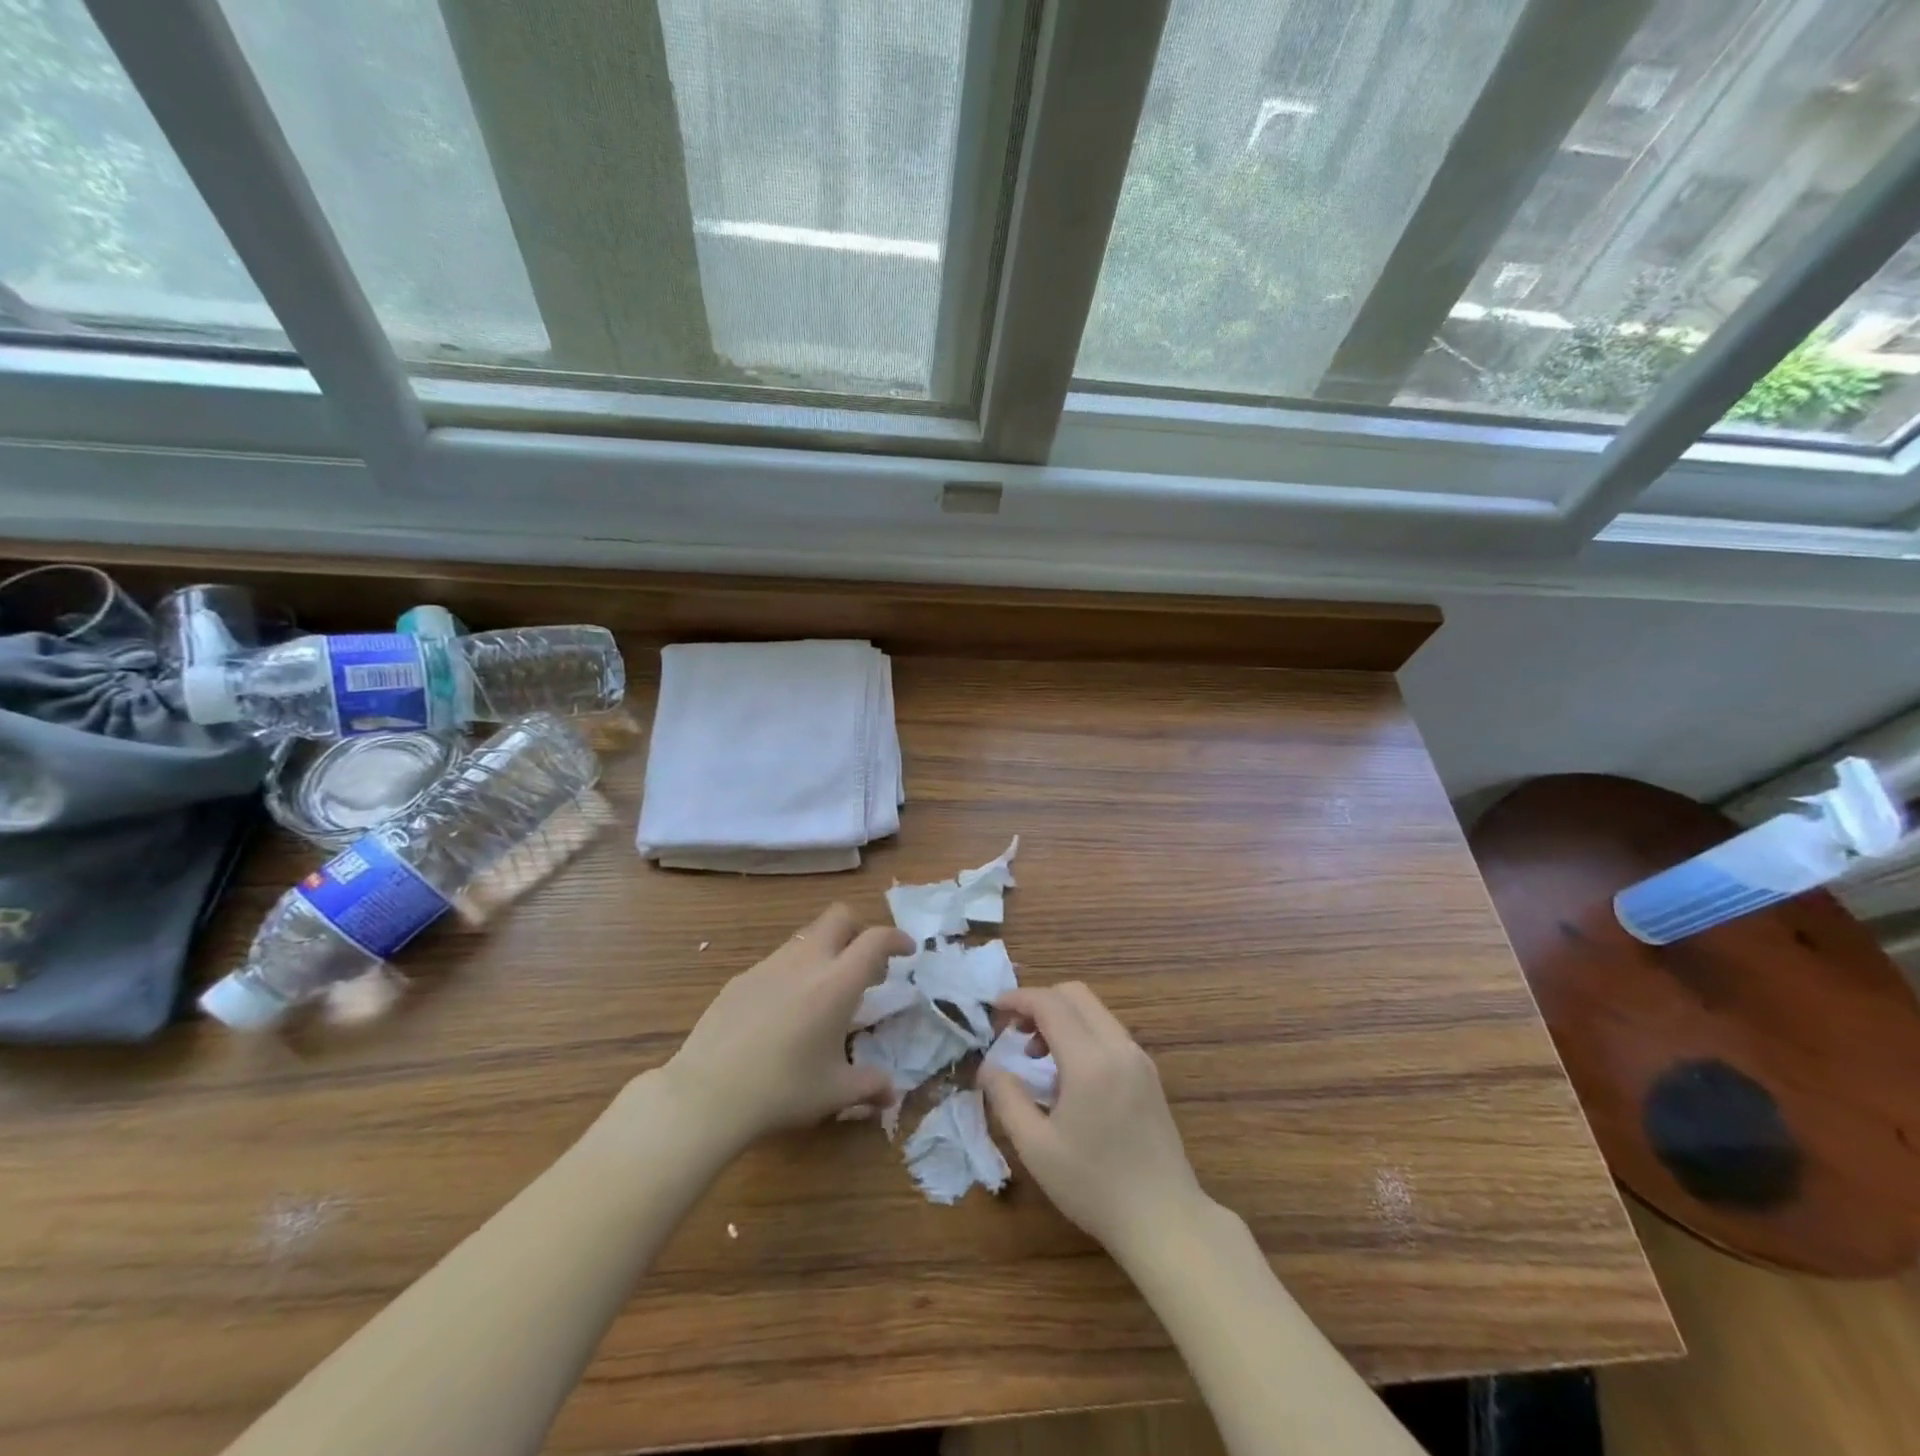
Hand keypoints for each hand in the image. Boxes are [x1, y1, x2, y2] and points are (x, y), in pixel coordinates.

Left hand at [658, 905, 912, 1154]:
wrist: (707, 1094)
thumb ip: (869, 1086)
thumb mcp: (834, 1093)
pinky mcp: (741, 978)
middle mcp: (806, 961)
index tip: (907, 952)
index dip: (896, 938)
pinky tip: (784, 1011)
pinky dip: (794, 971)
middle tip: (865, 964)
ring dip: (825, 950)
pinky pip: (778, 961)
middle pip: (839, 917)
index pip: (875, 939)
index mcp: (837, 983)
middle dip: (859, 929)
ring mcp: (769, 965)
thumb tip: (892, 1093)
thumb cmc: (781, 1090)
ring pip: (807, 936)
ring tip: (825, 990)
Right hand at [981, 982, 1209, 1262]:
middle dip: (1039, 1002)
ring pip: (1094, 1011)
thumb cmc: (1094, 1186)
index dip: (1018, 999)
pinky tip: (1067, 1074)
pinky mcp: (1148, 1073)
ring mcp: (1138, 1058)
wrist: (1164, 1220)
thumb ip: (1007, 1098)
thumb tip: (987, 1067)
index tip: (993, 1010)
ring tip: (1037, 1056)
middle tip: (1014, 1031)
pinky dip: (1081, 1033)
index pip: (1050, 1004)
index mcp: (1090, 1061)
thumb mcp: (1036, 1147)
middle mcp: (1119, 1047)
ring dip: (1061, 1017)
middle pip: (1075, 995)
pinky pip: (1108, 1032)